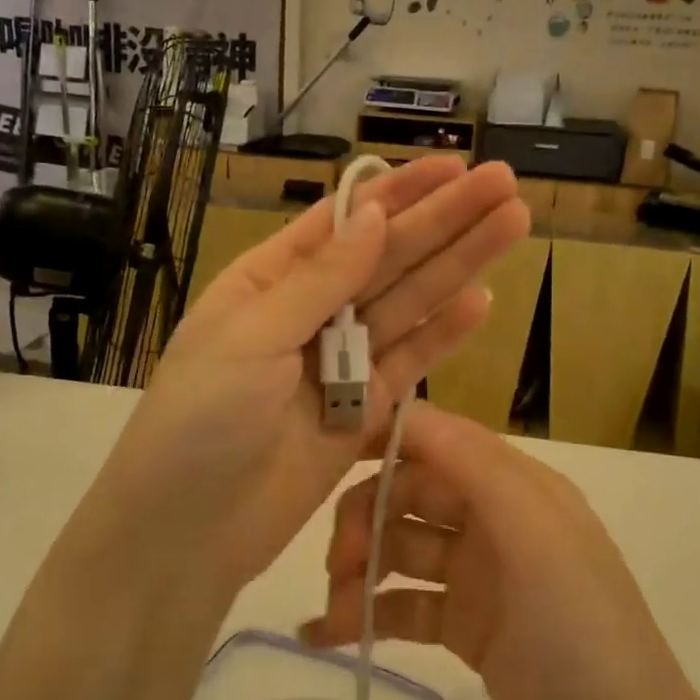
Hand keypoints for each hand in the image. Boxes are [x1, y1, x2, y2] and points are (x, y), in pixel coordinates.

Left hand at [86, 158, 529, 598]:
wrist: (186, 534)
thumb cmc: (199, 421)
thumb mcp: (251, 336)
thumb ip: (319, 278)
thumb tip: (373, 213)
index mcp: (270, 280)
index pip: (344, 221)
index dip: (400, 191)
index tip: (453, 166)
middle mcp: (310, 311)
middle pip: (388, 256)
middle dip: (445, 220)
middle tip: (505, 184)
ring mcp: (341, 362)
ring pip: (409, 303)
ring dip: (459, 265)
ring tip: (512, 225)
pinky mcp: (364, 410)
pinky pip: (410, 363)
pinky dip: (444, 334)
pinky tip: (483, 300)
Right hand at [302, 402, 699, 699]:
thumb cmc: (583, 632)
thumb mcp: (536, 535)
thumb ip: (472, 466)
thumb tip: (404, 408)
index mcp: (516, 486)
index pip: (439, 439)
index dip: (385, 438)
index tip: (326, 454)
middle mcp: (496, 520)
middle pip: (412, 494)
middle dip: (367, 516)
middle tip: (338, 562)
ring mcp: (480, 576)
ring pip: (402, 550)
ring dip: (361, 570)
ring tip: (332, 612)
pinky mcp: (468, 628)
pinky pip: (406, 605)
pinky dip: (368, 615)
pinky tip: (325, 634)